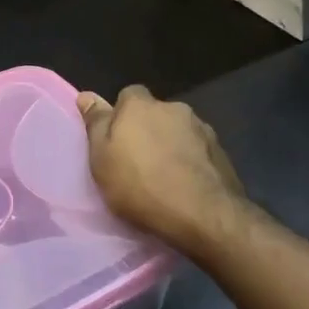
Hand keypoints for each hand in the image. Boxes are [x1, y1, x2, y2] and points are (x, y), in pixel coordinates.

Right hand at [77, 85, 247, 260]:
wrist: (203, 214)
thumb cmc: (140, 185)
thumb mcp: (102, 158)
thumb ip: (96, 124)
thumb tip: (87, 95)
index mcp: (140, 105)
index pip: (128, 95)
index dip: (121, 116)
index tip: (116, 140)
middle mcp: (173, 108)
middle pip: (155, 113)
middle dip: (148, 130)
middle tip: (138, 161)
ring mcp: (202, 129)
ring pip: (179, 131)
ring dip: (171, 145)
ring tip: (165, 177)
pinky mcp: (221, 151)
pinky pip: (198, 150)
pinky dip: (191, 160)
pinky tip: (186, 184)